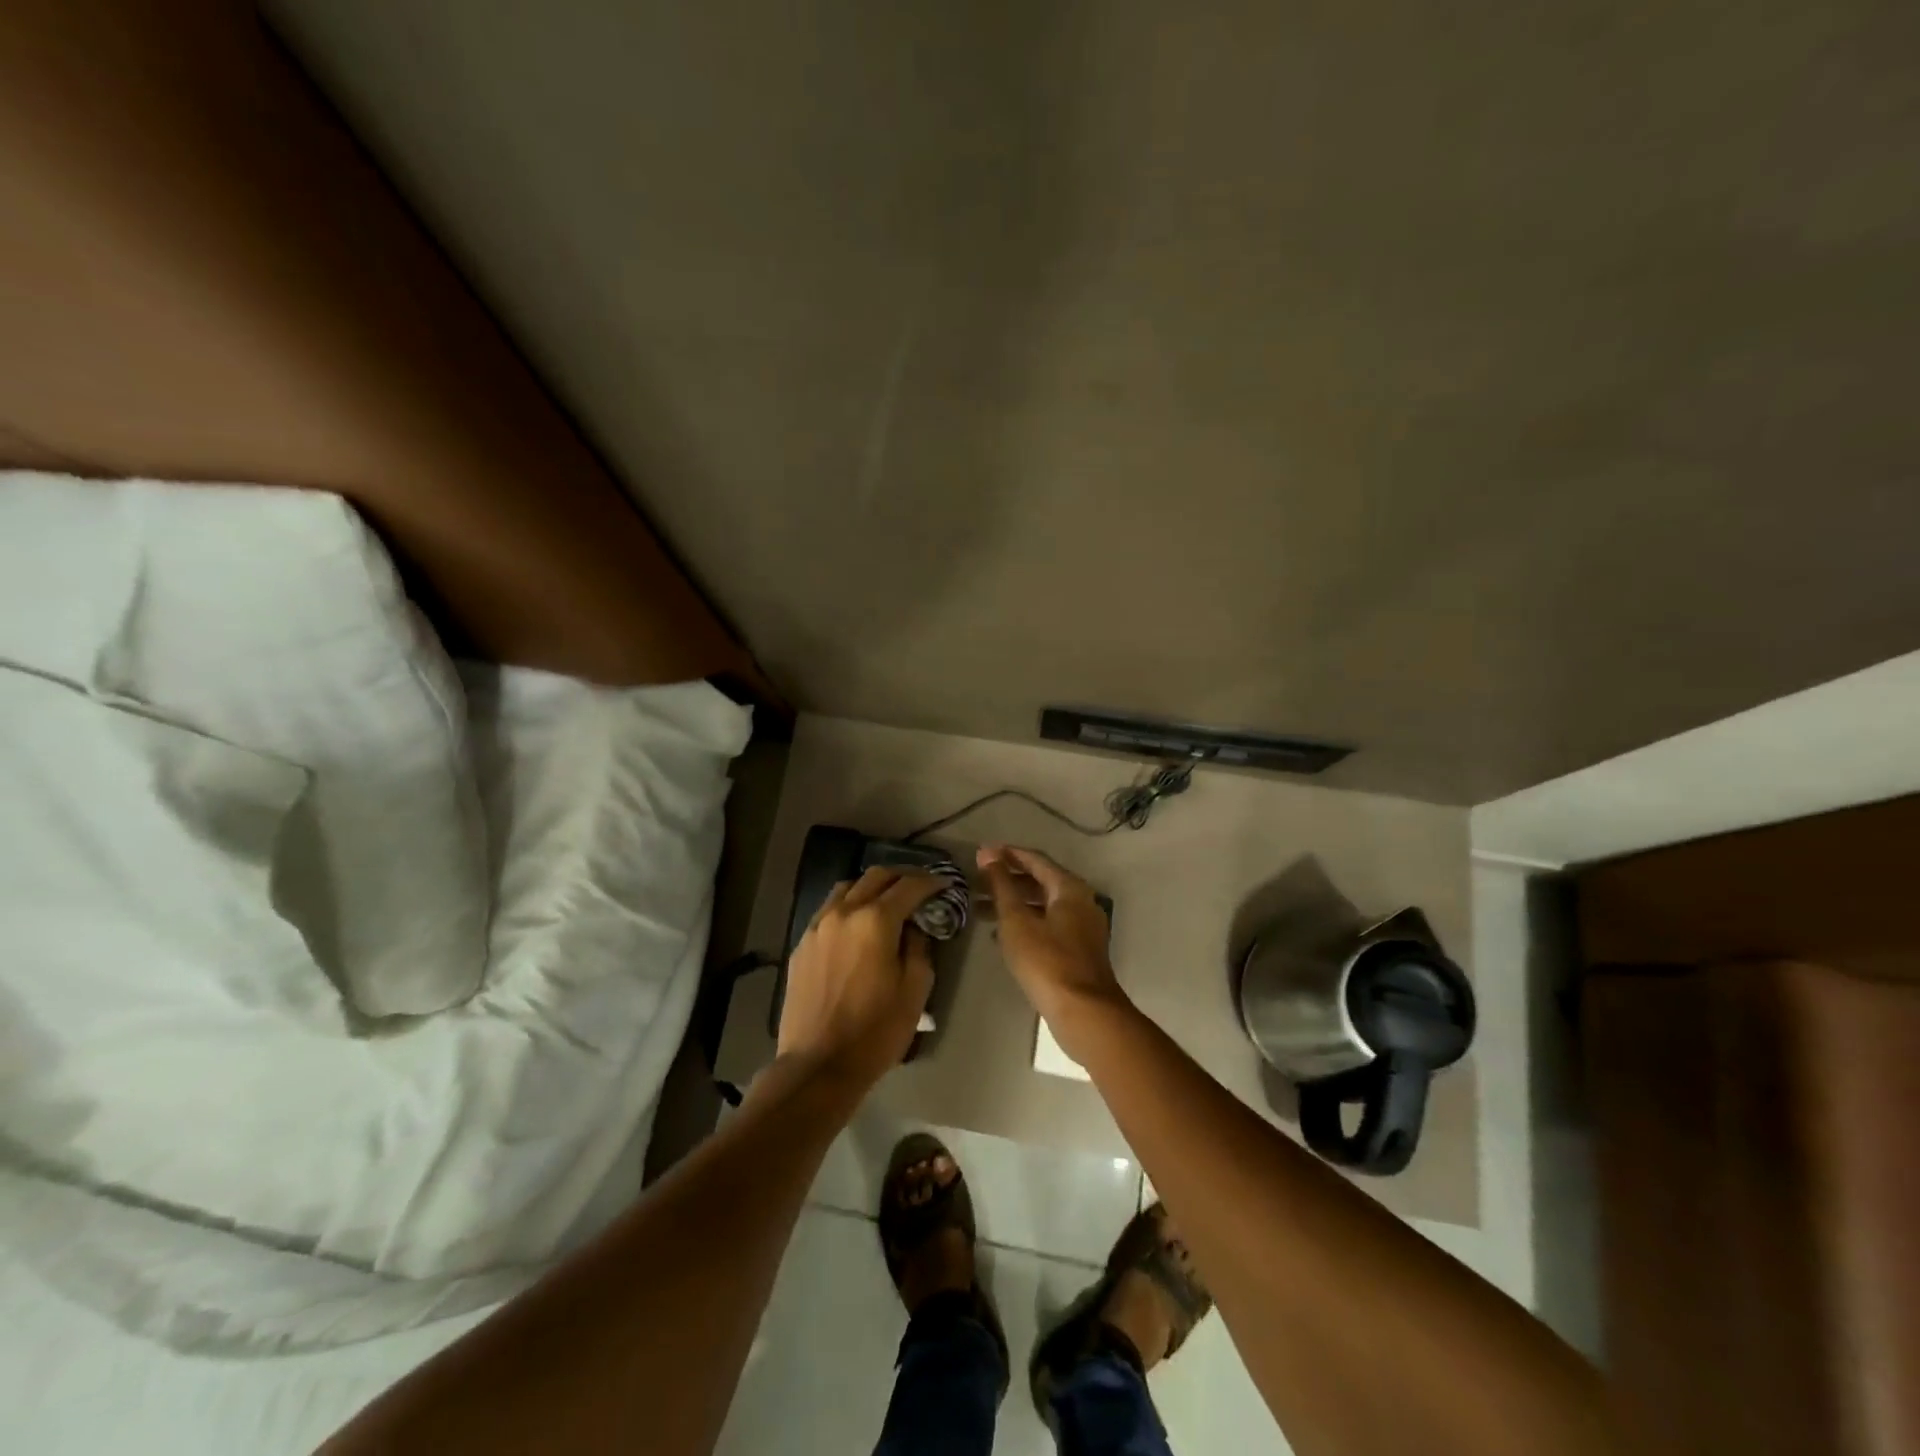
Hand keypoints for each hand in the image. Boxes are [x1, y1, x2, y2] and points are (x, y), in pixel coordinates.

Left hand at [777, 867, 939, 1091]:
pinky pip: (829, 910)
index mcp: (875, 921)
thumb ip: (920, 948)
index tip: (945, 885)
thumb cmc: (875, 1031)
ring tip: (887, 901)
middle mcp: (844, 912)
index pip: (909, 886)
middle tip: (920, 888)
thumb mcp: (914, 990)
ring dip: (872, 887)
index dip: (931, 882)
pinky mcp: (802, 944)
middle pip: (876, 876)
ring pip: (847, 888)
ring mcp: (818, 926)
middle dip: (902, 877)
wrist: (818, 1065)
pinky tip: (857, 926)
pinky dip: (849, 906)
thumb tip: (915, 927)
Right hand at [976, 844, 1127, 1054]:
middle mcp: (1081, 901)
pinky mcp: (1079, 950)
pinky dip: (1025, 922)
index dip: (1007, 854)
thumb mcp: (1016, 919)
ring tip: (980, 909)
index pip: (1035, 859)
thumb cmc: (1046, 961)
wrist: (1083, 1012)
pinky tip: (1001, 935)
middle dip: (1007, 880)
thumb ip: (1001, 884)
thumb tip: (987, 852)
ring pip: (1043, 905)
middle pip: (1040, 881)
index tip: (981, 853)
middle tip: (976, 882)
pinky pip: (1048, 924)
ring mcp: (1083, 927)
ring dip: (1013, 903)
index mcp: (1069, 888)